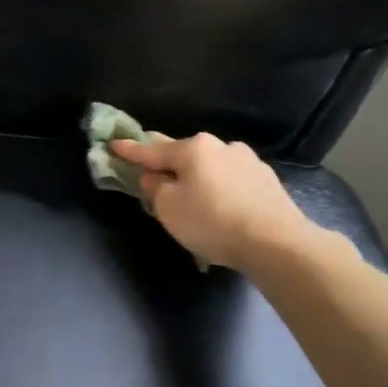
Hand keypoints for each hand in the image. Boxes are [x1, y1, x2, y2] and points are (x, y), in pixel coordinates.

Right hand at [110, 132, 318, 270]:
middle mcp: (221, 147)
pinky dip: (218, 188)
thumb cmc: (211, 221)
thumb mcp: (168, 208)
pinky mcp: (266, 181)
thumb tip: (155, 177)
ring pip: (210, 166)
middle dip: (166, 161)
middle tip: (151, 168)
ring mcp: (247, 161)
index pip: (151, 150)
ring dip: (196, 176)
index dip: (129, 150)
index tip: (113, 144)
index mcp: (193, 149)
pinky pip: (230, 180)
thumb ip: (155, 188)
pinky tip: (219, 206)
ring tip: (190, 196)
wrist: (275, 242)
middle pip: (184, 153)